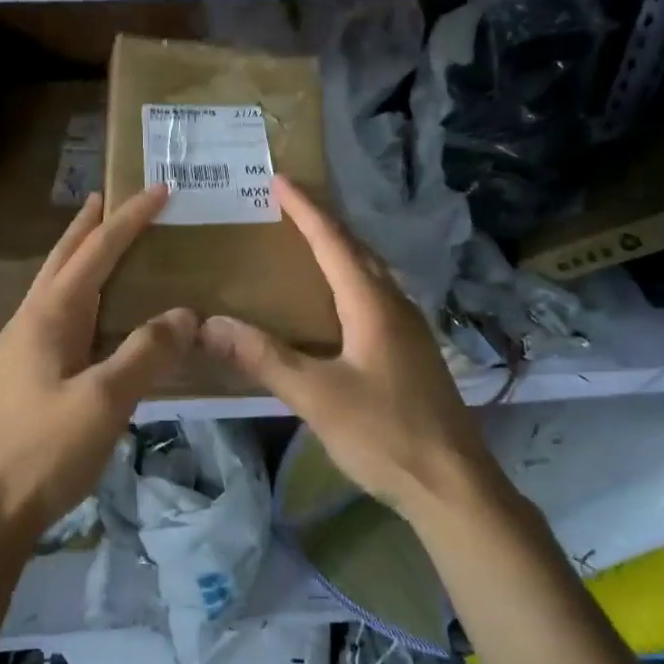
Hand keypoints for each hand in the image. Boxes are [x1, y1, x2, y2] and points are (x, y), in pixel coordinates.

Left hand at [0, 186, 196, 538]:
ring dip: (80, 255)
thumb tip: (186, 313)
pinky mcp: (27, 372)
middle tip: (111, 195)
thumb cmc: (46, 450)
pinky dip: (81, 291)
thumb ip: (146, 352)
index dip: (129, 220)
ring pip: (57, 284)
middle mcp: (32, 320)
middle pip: (64, 257)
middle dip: (89, 224)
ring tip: (102, 237)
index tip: (159, 190)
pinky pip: (60, 313)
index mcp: (49, 316)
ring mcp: (25, 346)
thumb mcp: (104, 400)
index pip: (95, 252)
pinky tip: (92, 308)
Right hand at [199, 176, 495, 519]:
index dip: (306, 209)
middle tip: (290, 204)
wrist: (454, 485)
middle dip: (324, 222)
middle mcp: (396, 306)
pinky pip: (378, 297)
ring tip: (310, 242)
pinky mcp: (414, 353)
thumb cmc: (385, 435)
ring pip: (372, 273)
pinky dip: (352, 280)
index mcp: (373, 305)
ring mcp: (410, 330)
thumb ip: (264, 358)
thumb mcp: (317, 397)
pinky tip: (339, 302)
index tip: (281, 179)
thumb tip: (210, 324)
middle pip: (358, 250)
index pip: (334, 242)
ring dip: (342, 250)